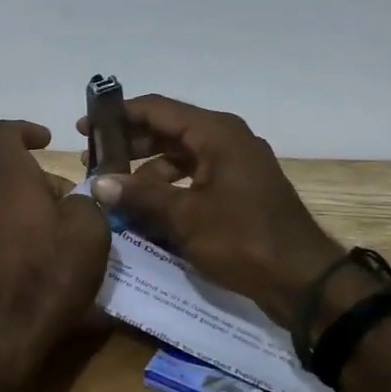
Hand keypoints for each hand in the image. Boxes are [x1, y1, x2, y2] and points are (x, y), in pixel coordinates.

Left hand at [0, 120, 111, 380]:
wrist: (3, 335)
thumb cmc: (49, 273)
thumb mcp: (90, 230)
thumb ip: (86, 202)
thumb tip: (75, 201)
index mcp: (8, 180)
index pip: (1, 133)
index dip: (24, 129)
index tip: (47, 142)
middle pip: (13, 177)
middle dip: (46, 188)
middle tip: (79, 216)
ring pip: (8, 208)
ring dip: (36, 216)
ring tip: (68, 247)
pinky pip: (0, 236)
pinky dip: (23, 241)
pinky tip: (47, 271)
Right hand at [74, 95, 340, 327]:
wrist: (305, 282)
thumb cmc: (244, 240)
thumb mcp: (185, 218)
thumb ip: (139, 196)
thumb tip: (98, 183)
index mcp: (216, 133)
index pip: (157, 109)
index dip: (118, 115)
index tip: (85, 128)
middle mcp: (226, 140)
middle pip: (167, 130)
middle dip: (129, 144)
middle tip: (94, 161)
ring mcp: (234, 165)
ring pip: (179, 156)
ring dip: (146, 170)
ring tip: (115, 190)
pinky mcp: (238, 190)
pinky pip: (193, 177)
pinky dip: (167, 188)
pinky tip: (145, 210)